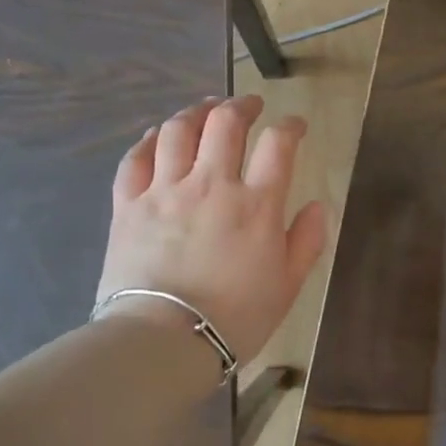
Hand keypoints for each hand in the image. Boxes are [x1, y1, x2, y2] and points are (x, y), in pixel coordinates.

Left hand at [96, 95, 327, 363]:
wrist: (164, 340)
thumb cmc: (235, 318)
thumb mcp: (288, 285)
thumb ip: (306, 240)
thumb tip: (316, 205)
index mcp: (256, 204)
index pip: (279, 144)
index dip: (291, 126)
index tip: (296, 126)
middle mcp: (212, 184)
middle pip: (226, 122)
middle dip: (243, 105)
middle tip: (250, 105)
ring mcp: (165, 190)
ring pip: (178, 130)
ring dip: (196, 112)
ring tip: (205, 110)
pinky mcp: (129, 205)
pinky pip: (136, 158)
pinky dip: (149, 140)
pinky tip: (158, 136)